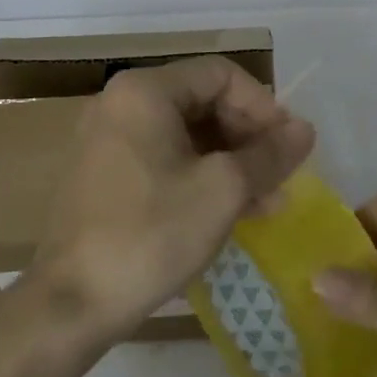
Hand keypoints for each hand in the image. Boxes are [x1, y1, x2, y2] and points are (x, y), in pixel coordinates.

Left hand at [25, 57, 315, 345]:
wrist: (72, 302)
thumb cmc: (151, 234)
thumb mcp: (223, 190)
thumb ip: (269, 154)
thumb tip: (305, 129)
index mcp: (145, 91)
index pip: (221, 75)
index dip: (263, 106)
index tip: (287, 146)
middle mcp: (120, 103)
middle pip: (203, 101)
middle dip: (248, 137)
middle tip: (280, 176)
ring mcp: (108, 139)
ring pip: (186, 134)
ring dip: (230, 162)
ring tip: (266, 201)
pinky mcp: (104, 174)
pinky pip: (164, 159)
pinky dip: (200, 176)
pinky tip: (231, 210)